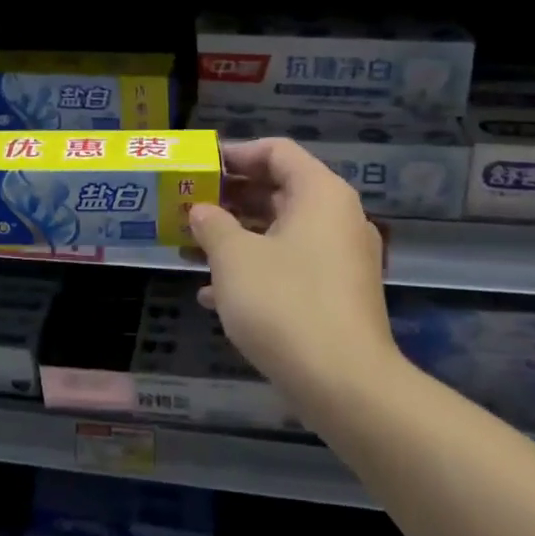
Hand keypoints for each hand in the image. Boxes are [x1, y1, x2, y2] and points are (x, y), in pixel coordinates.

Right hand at [188, 138, 399, 396]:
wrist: (344, 384)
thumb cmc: (285, 303)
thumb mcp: (234, 258)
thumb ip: (212, 225)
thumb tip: (201, 211)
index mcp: (320, 194)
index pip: (277, 151)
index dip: (235, 154)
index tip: (200, 168)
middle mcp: (337, 218)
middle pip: (279, 191)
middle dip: (230, 200)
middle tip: (190, 207)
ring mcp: (342, 258)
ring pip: (282, 233)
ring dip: (236, 238)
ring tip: (191, 249)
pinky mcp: (338, 295)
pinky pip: (292, 266)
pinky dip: (256, 270)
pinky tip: (213, 295)